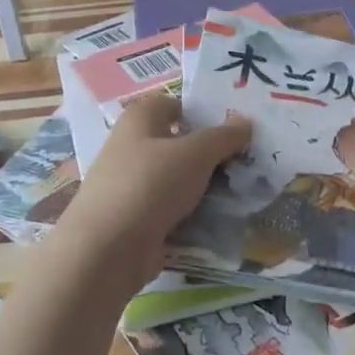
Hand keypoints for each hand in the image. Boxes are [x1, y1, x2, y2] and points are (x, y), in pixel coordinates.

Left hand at [53, 92, 250, 290]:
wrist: (108, 249)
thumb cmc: (151, 184)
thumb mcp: (196, 153)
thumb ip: (223, 136)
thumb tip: (245, 121)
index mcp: (139, 121)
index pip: (172, 105)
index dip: (201, 112)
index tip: (233, 127)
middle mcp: (130, 148)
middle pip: (177, 144)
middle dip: (208, 153)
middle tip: (246, 160)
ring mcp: (130, 187)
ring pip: (176, 180)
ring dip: (203, 186)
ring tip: (241, 191)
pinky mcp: (134, 220)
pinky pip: (170, 210)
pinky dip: (191, 214)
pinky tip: (218, 220)